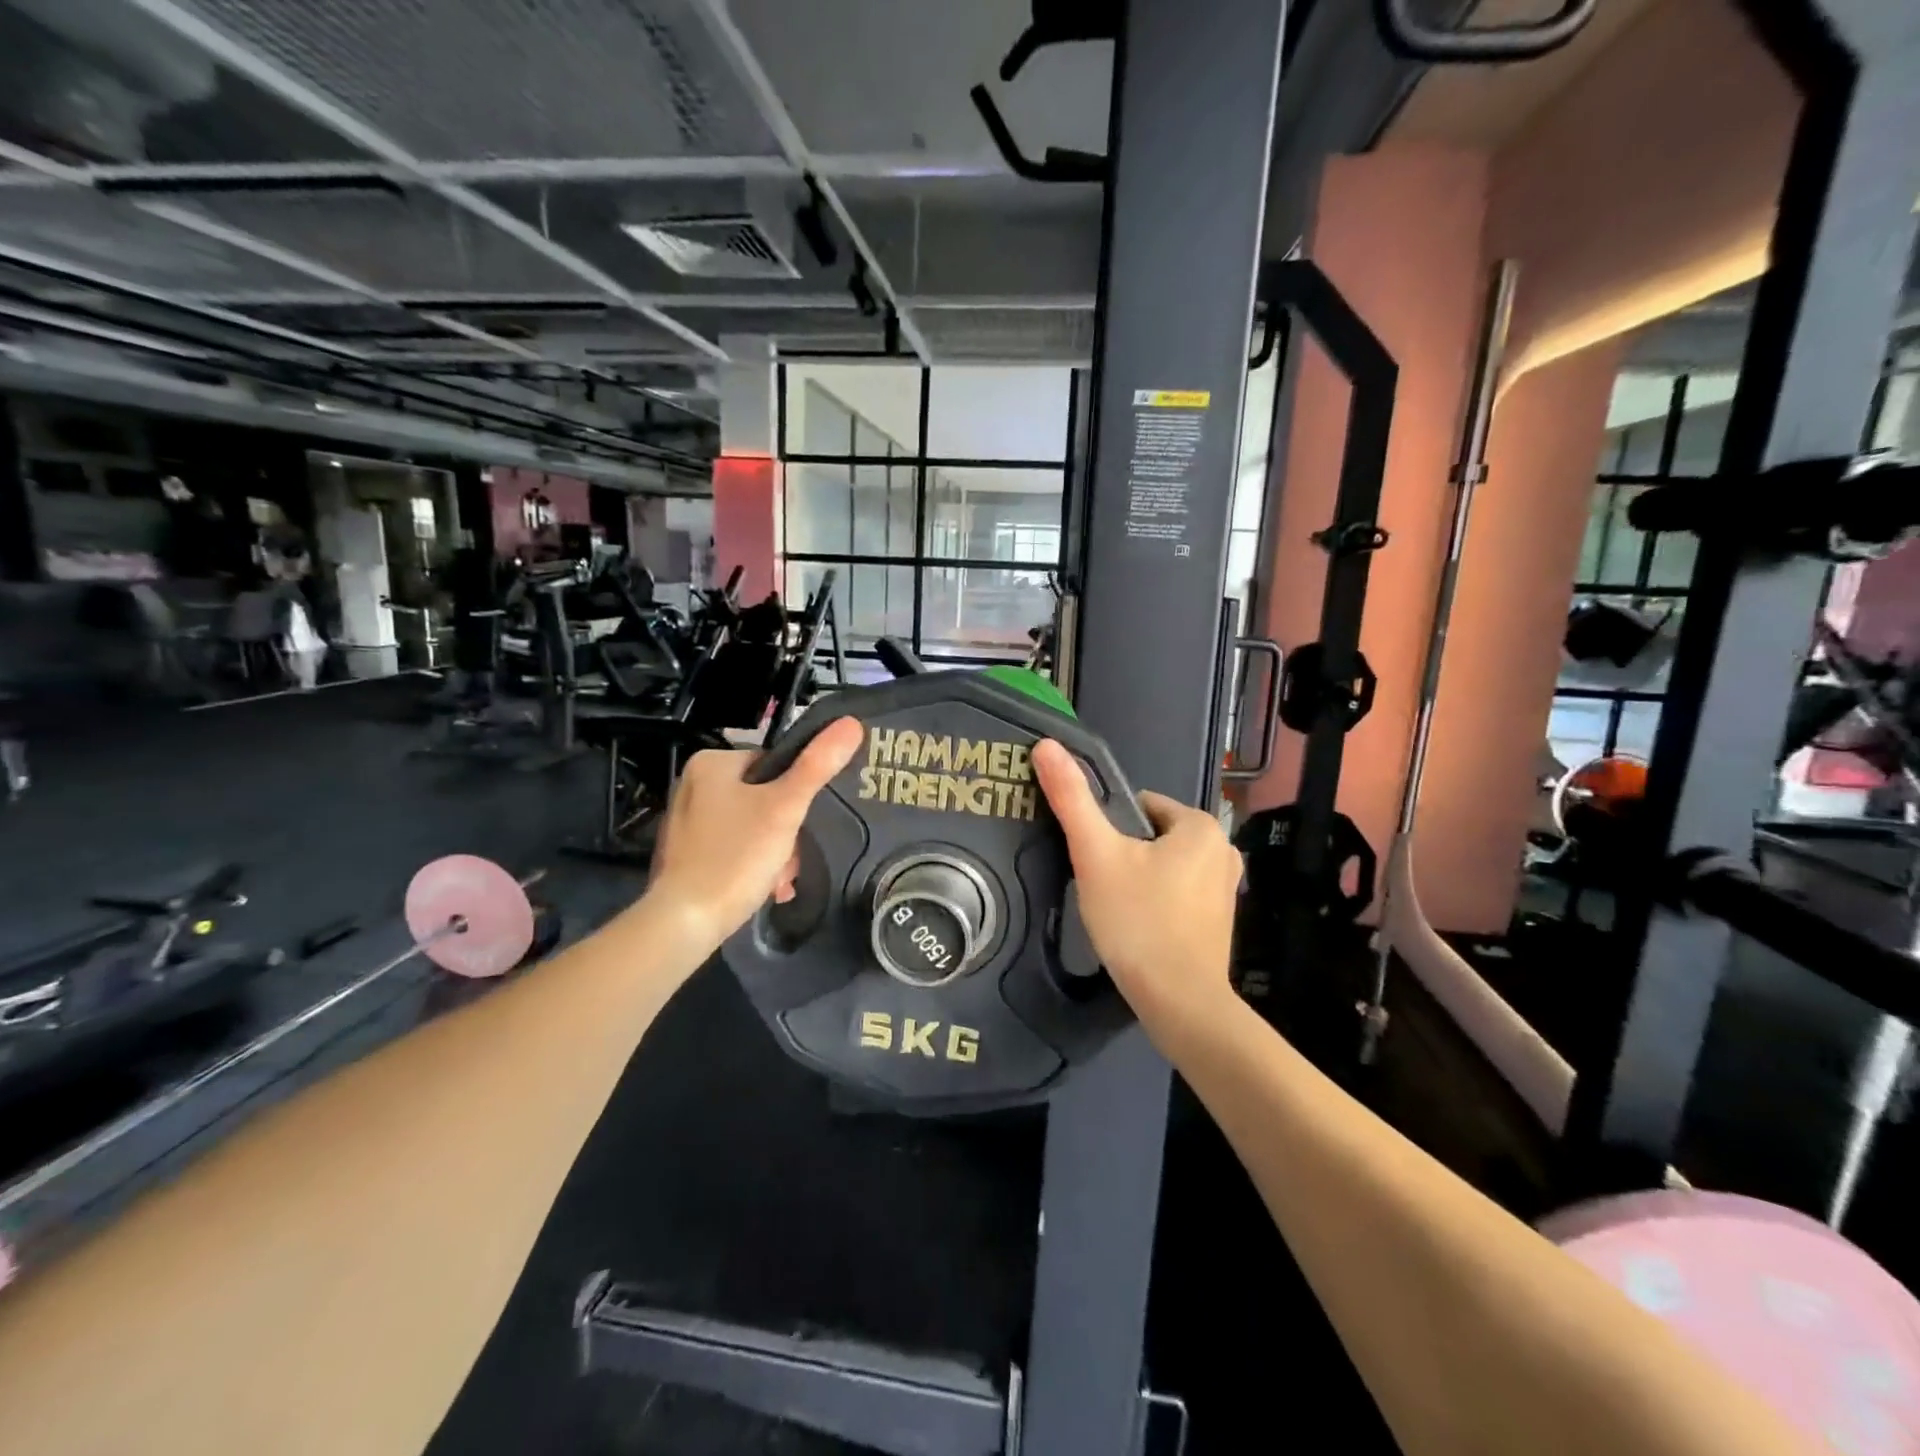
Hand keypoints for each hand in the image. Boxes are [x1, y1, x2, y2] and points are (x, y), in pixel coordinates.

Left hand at [647, 718, 862, 949]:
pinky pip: (732, 848)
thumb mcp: (785, 807)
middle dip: (785, 832)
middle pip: (763, 798)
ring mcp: (686, 822)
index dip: (793, 794)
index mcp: (711, 763)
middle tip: (789, 860)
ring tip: (778, 880)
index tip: (800, 825)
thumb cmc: (736, 856)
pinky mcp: (686, 854)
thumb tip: (850, 723)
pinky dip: (751, 865)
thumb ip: (818, 765)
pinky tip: (762, 887)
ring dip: (774, 852)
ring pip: (751, 826)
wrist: (687, 921)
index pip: (772, 764)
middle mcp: (693, 785)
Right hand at [1031, 739, 1241, 1028]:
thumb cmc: (1138, 920)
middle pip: (1151, 836)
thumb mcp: (1096, 854)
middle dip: (1124, 855)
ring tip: (1116, 909)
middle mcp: (1223, 850)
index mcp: (1200, 826)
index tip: (1094, 858)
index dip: (1108, 828)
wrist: (1179, 1002)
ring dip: (1138, 879)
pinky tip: (1138, 928)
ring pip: (1163, 867)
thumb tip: (1047, 744)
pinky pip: (1177, 894)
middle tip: (1102, 886)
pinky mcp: (1220, 921)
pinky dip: (1156, 903)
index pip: (1139, 805)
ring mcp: (1225, 888)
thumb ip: (1071, 798)